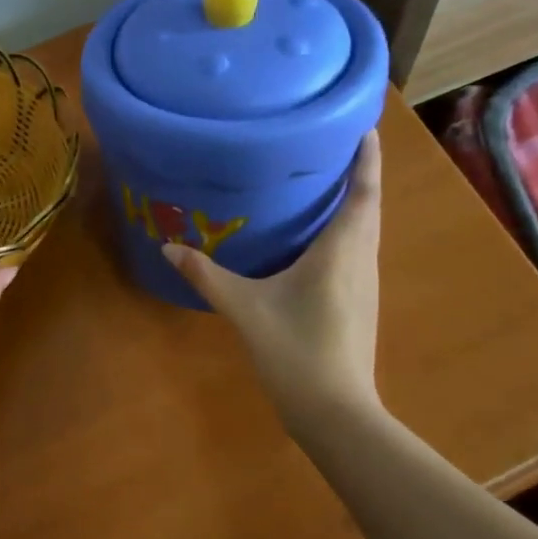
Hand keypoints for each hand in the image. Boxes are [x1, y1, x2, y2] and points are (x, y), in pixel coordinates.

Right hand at [163, 134, 384, 429]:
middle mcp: (361, 260)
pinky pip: (358, 253)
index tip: (365, 128)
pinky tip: (321, 240)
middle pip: (369, 208)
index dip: (366, 160)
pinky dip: (348, 232)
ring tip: (328, 184)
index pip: (363, 194)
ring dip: (356, 205)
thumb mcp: (245, 308)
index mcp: (341, 251)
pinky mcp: (360, 304)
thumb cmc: (295, 350)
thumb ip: (206, 275)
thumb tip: (167, 248)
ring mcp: (365, 285)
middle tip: (335, 148)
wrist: (334, 410)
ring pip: (366, 232)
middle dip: (360, 176)